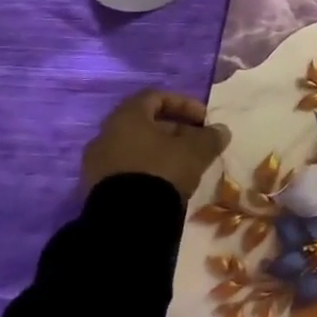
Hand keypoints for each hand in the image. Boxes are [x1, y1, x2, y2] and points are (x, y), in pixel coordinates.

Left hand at [82, 89, 229, 202]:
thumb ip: (211, 137)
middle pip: (144, 123)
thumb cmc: (162, 170)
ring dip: (160, 151)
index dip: (184, 104)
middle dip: (175, 130)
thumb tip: (221, 130)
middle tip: (197, 144)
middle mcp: (105, 135)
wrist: (127, 219)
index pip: (155, 97)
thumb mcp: (197, 151)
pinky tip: (165, 183)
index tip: (204, 119)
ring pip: (135, 148)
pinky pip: (126, 169)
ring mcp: (97, 163)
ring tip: (184, 166)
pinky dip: (147, 169)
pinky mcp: (95, 188)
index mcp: (127, 117)